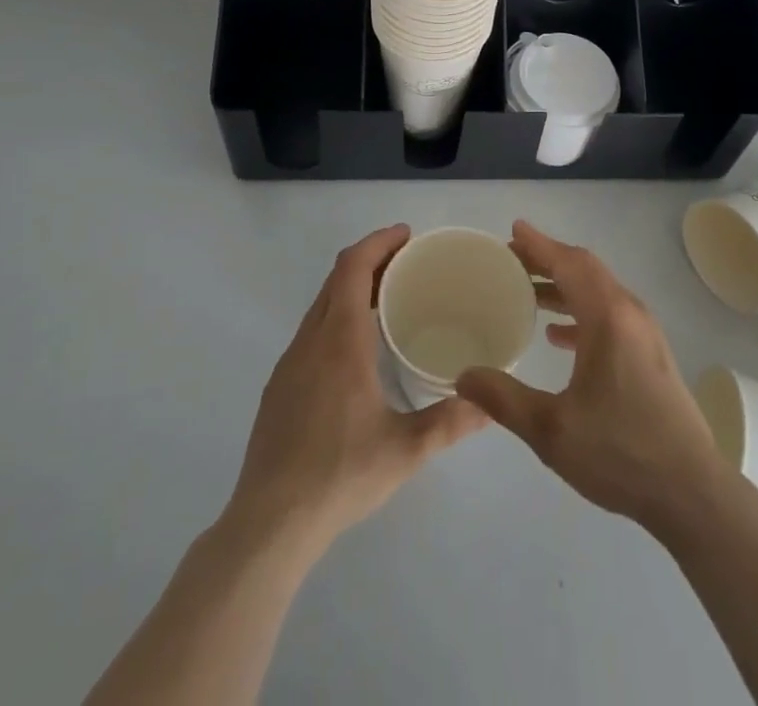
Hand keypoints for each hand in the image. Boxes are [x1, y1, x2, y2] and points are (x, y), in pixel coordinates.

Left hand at [226, 225, 484, 551]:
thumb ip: (450, 422)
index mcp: (340, 342)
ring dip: (351, 287)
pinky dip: (336, 314)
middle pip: (336, 278)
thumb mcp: (405, 451)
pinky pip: (311, 330)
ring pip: (321, 304)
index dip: (378, 242)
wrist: (269, 523)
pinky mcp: (279, 386)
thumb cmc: (339, 475)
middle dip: (371, 259)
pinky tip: (356, 348)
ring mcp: (289, 363)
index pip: (353, 267)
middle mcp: (311, 341)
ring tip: (387, 297)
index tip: (407, 235)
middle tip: (407, 262)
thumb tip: (489, 403)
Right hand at [456, 221, 732, 533]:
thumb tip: (462, 377)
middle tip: (511, 260)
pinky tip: (559, 336)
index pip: (569, 263)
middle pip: (584, 269)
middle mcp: (629, 312)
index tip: (513, 230)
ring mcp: (644, 332)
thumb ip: (504, 399)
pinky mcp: (650, 353)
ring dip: (564, 284)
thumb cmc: (620, 452)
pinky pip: (610, 313)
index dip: (539, 244)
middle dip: (547, 259)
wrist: (690, 491)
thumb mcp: (551, 430)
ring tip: (527, 292)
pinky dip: (581, 310)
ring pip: (598, 291)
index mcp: (607, 317)